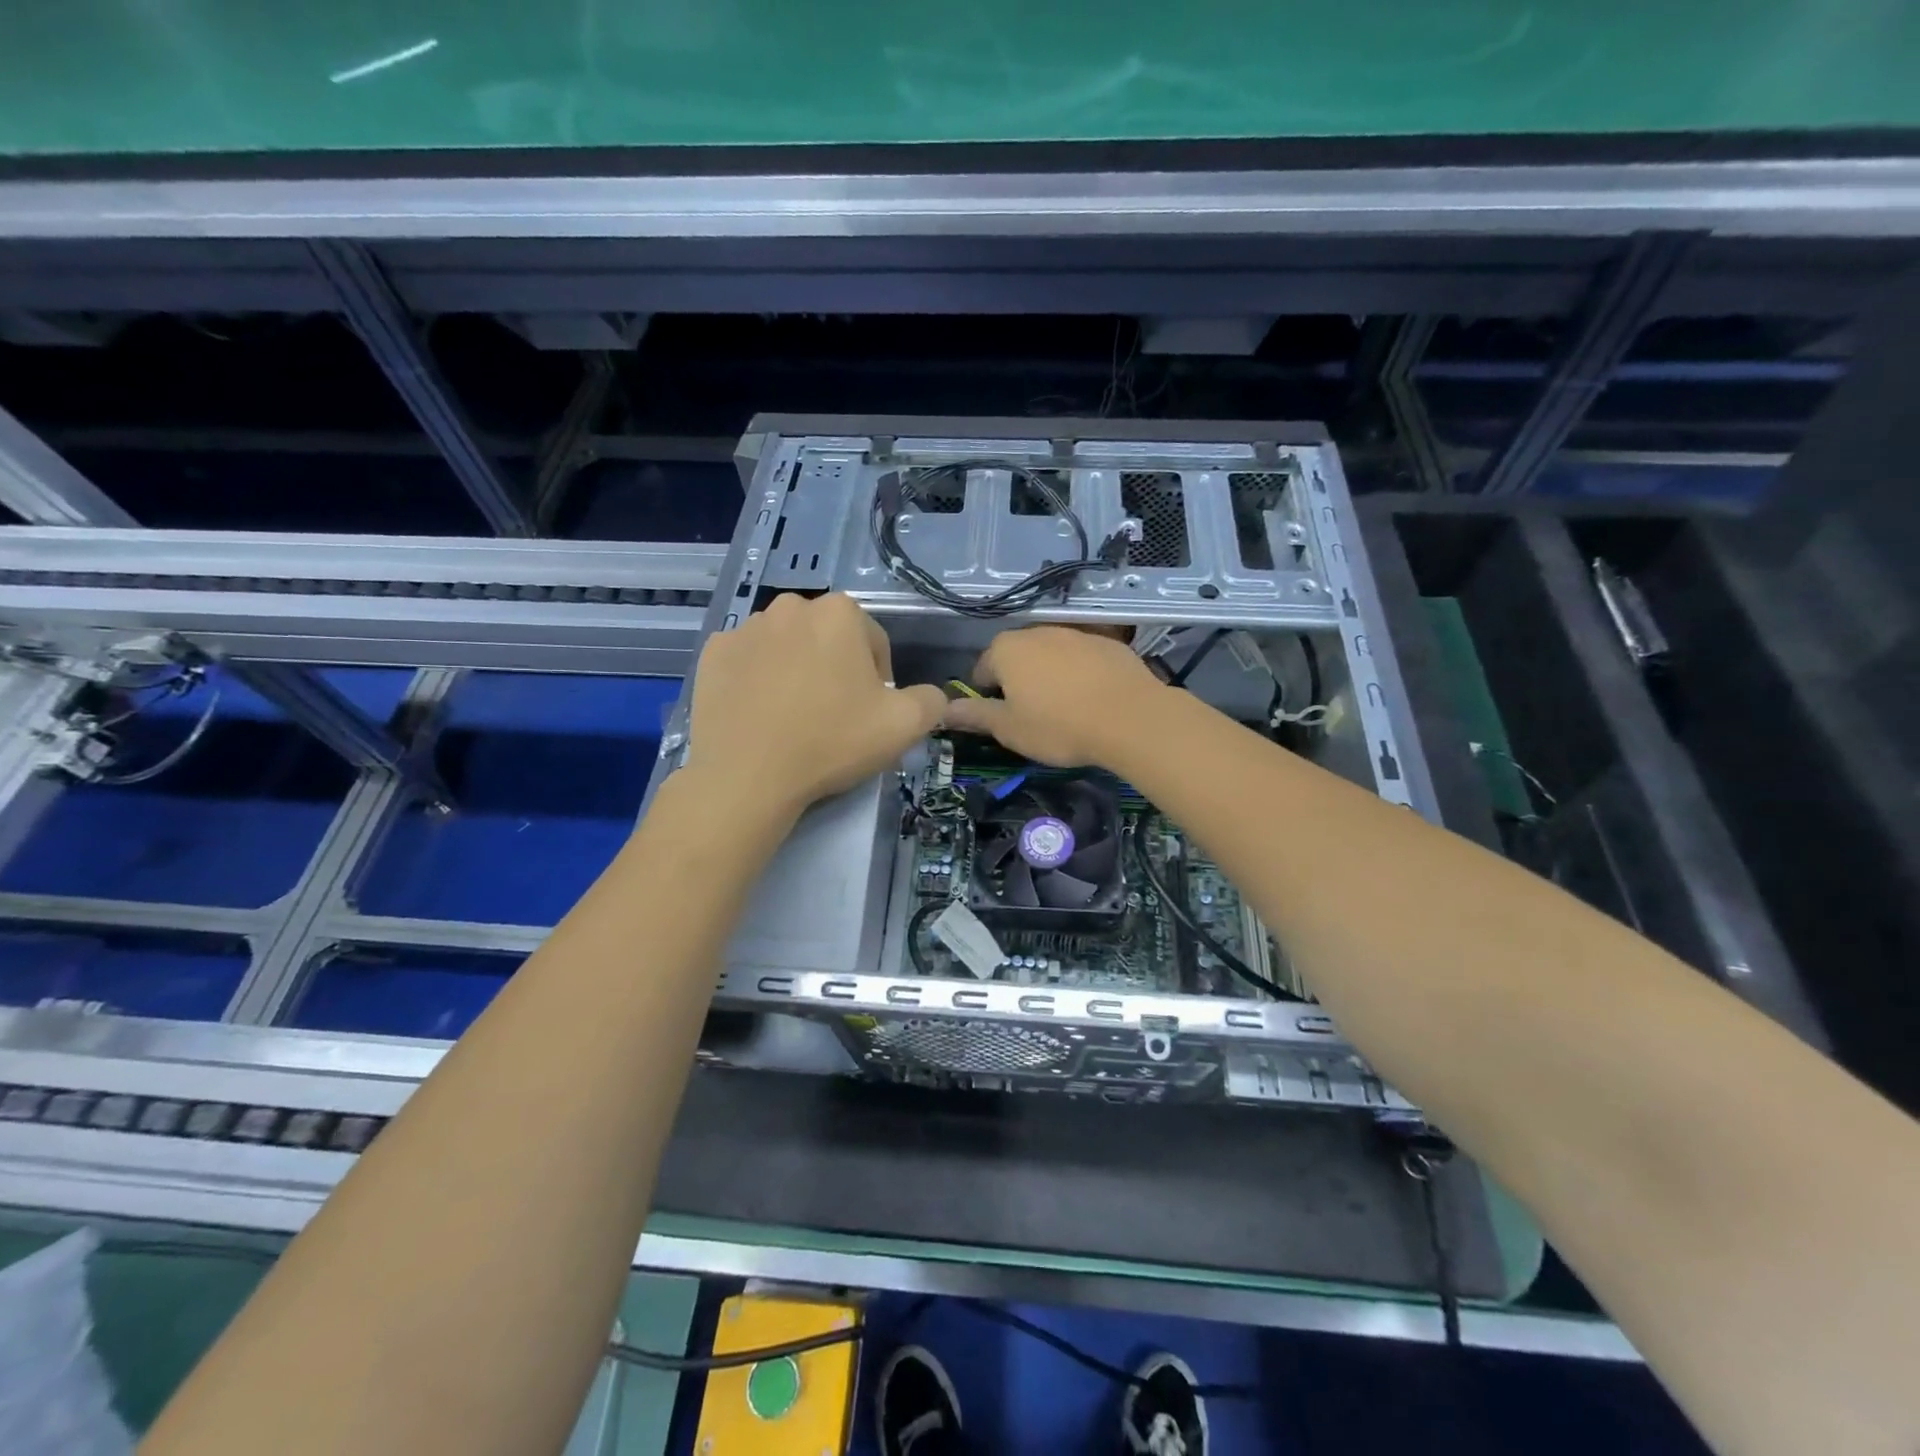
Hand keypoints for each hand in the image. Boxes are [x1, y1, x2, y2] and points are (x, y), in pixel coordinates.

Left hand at [685, 593, 944, 820]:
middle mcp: (790, 606)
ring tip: (795, 717)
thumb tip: (930, 696)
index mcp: (840, 612)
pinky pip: (747, 662)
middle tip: (834, 716)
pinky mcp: (712, 653)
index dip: (879, 681)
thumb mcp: (905, 726)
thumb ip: (931, 701)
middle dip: (836, 669)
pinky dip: (758, 680)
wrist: (748, 775)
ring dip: (797, 671)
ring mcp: (746, 628)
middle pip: (828, 640)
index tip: (870, 714)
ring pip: (787, 647)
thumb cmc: (832, 741)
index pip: (874, 643)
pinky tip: (761, 714)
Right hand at [941, 626, 1164, 767]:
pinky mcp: (1108, 643)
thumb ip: (975, 715)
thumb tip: (945, 710)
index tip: (1002, 720)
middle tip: (1032, 716)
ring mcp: (1075, 633)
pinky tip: (1092, 700)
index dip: (987, 697)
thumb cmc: (1058, 726)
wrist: (1130, 718)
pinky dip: (1080, 674)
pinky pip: (1082, 659)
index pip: (982, 670)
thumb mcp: (1009, 729)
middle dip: (1019, 682)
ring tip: (1065, 709)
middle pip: (1017, 658)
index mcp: (1006, 650)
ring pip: (1051, 656)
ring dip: (1050, 676)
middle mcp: (1037, 631)